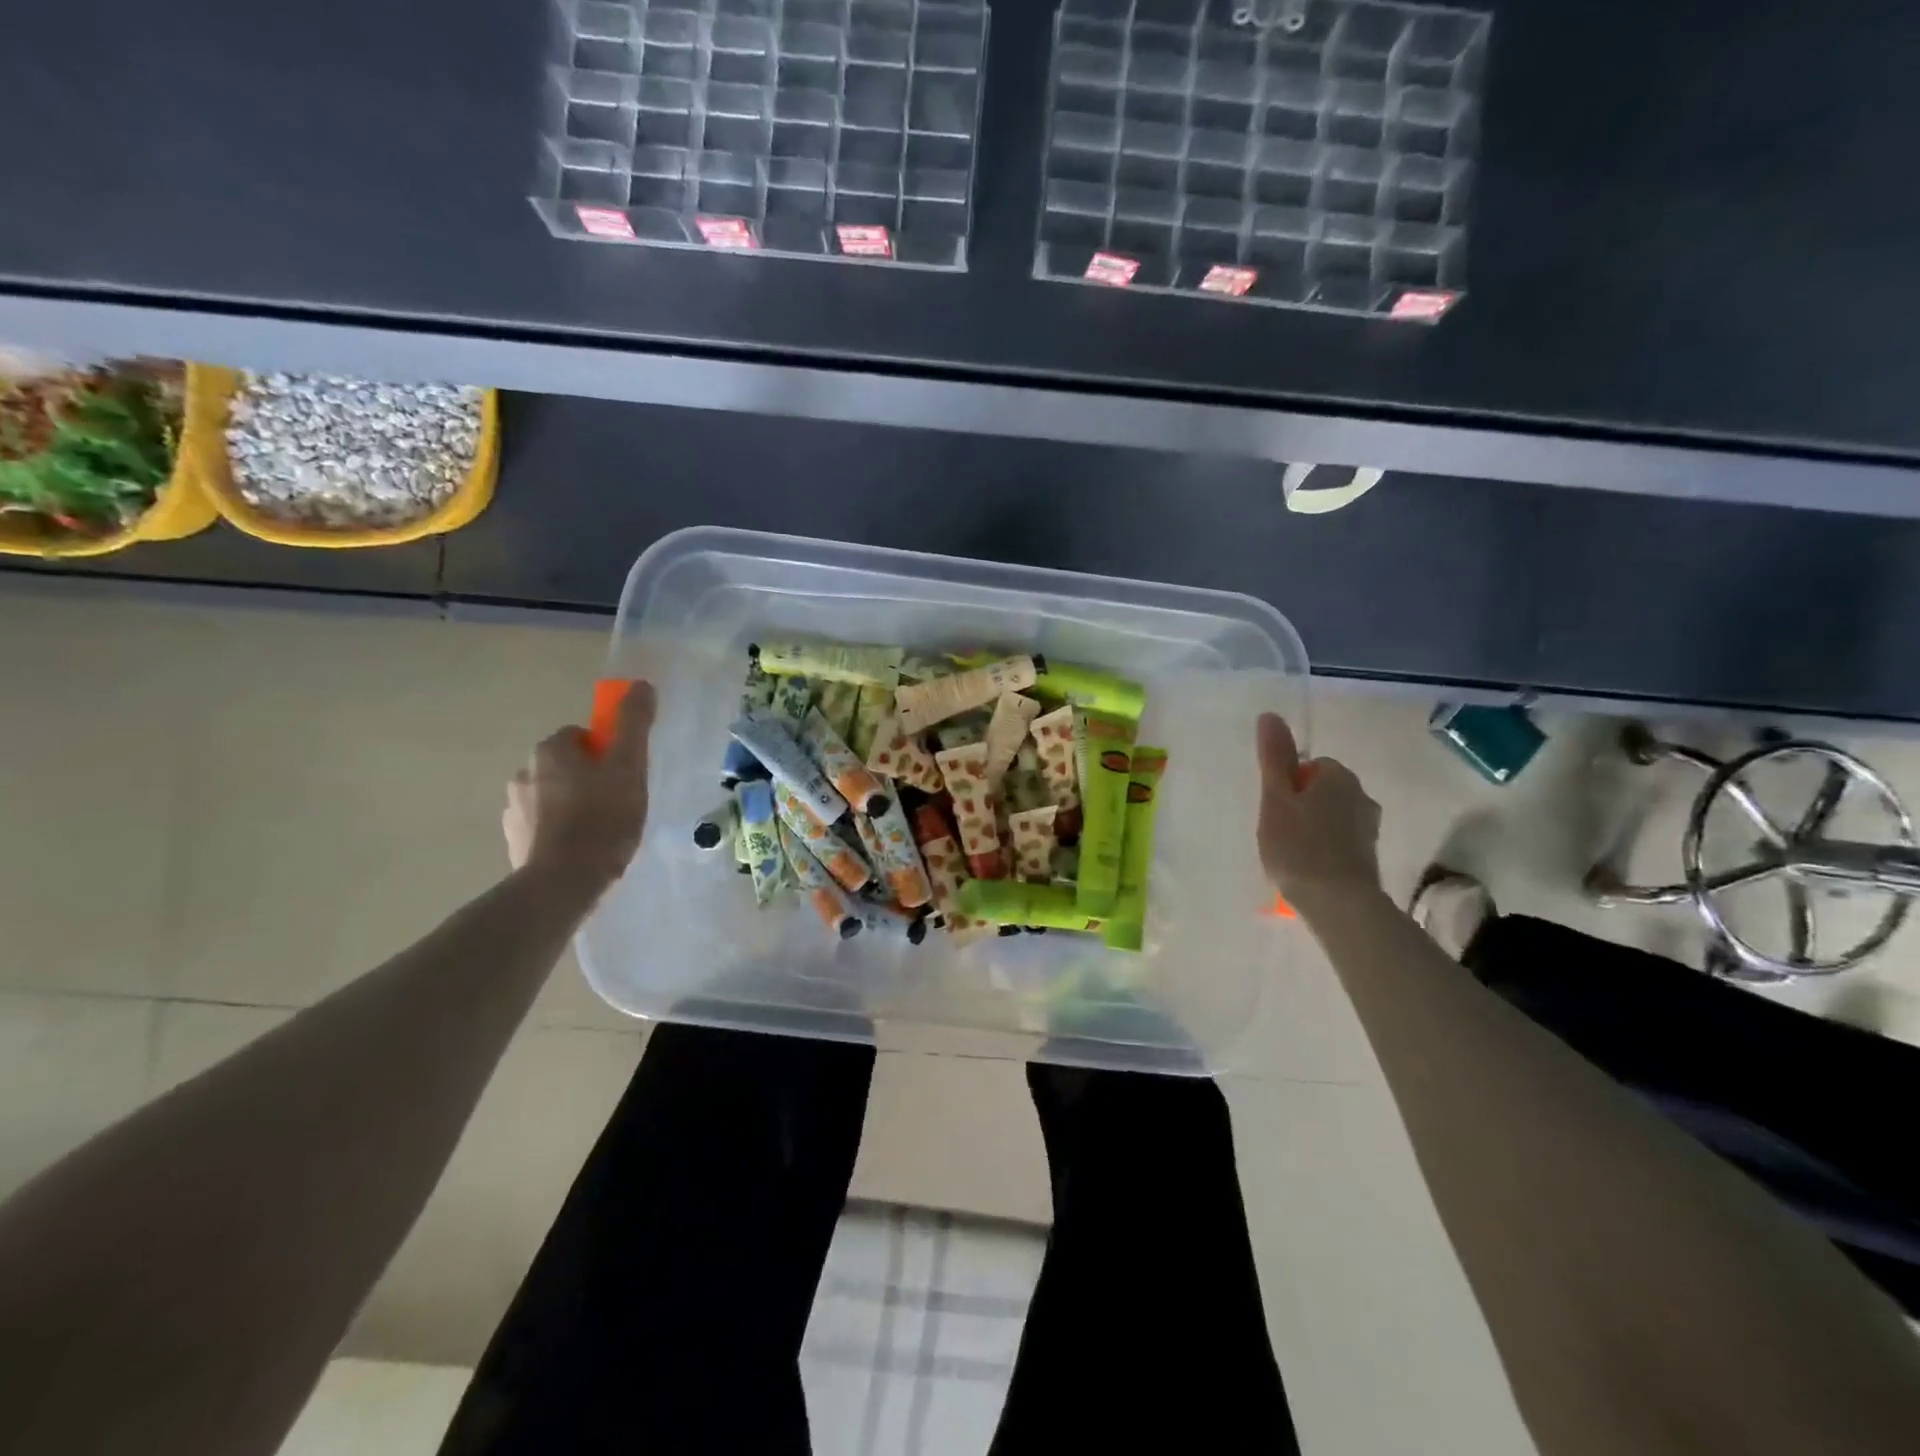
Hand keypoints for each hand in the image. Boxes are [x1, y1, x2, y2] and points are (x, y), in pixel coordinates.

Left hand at [504, 681, 655, 890]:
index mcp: (549, 751)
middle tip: (618, 803)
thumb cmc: (603, 818)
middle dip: (588, 778)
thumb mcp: (629, 766)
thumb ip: (633, 724)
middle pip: (565, 766)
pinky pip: (543, 826)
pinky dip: (560, 832)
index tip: (624, 775)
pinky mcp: (514, 842)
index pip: (580, 737)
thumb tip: (640, 684)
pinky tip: (582, 850)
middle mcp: (523, 773)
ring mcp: (514, 810)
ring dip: (572, 805)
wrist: (564, 881)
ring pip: (552, 796)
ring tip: (601, 831)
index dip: (606, 753)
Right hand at [1257, 713, 1381, 907]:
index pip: (1309, 767)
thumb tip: (1270, 715)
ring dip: (1313, 828)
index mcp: (1338, 776)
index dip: (1287, 787)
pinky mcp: (1369, 855)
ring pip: (1332, 816)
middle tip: (1279, 832)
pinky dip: (1324, 848)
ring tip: (1291, 854)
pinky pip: (1340, 840)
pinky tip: (1309, 867)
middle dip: (1301, 806)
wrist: (1338, 903)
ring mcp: (1369, 827)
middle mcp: (1361, 795)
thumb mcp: (1275, 798)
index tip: (1275, 811)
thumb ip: (1273, 758)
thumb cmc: (1298, 846)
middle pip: (1322, 791)